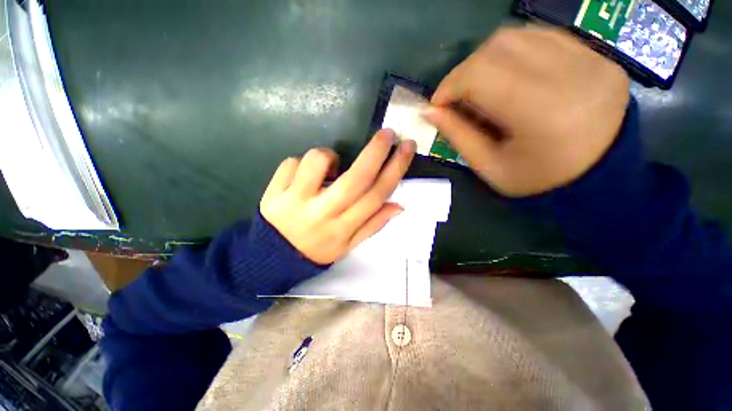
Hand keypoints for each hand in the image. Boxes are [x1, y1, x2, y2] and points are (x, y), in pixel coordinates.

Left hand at [260, 130, 415, 264]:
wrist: (273, 257)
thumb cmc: (317, 250)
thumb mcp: (349, 246)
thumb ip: (373, 225)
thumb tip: (398, 205)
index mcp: (344, 228)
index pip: (376, 195)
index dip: (395, 169)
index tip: (406, 147)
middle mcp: (324, 214)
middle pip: (356, 178)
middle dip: (376, 152)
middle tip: (388, 133)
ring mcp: (296, 201)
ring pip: (318, 161)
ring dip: (329, 156)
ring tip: (330, 166)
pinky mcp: (275, 192)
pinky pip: (291, 162)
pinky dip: (301, 162)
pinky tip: (303, 177)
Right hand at [424, 26, 629, 196]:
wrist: (600, 177)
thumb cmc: (538, 180)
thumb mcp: (489, 167)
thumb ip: (457, 136)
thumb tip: (429, 111)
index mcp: (541, 112)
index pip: (481, 75)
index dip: (449, 86)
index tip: (437, 105)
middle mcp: (570, 75)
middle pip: (498, 47)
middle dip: (465, 71)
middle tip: (459, 97)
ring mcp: (589, 60)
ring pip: (519, 36)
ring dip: (487, 59)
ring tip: (482, 87)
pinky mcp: (597, 56)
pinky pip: (543, 37)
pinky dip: (514, 53)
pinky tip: (509, 76)